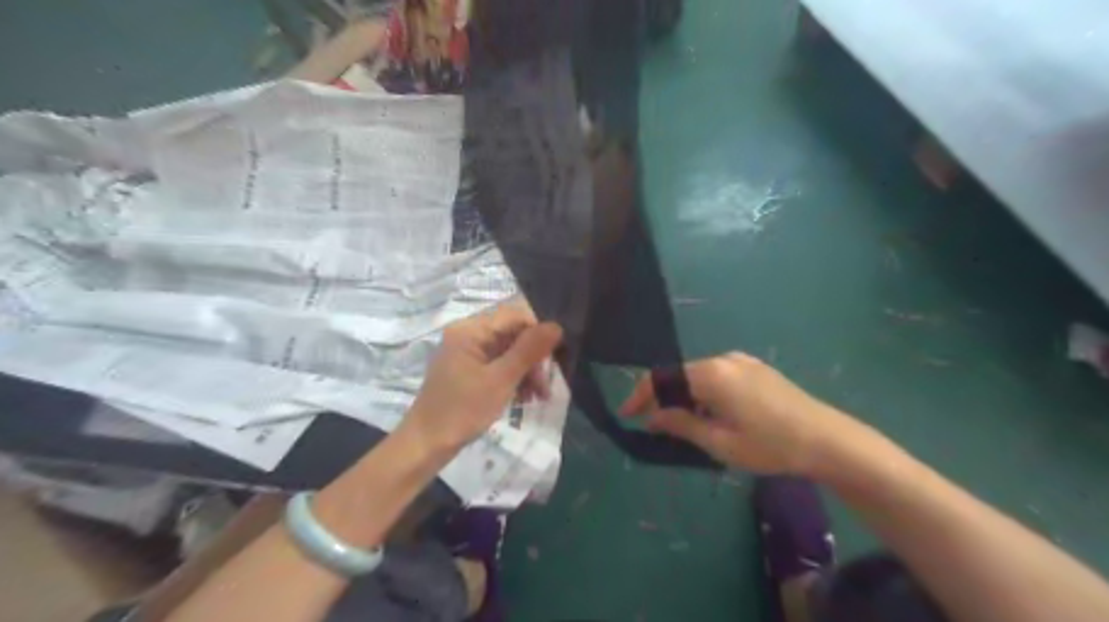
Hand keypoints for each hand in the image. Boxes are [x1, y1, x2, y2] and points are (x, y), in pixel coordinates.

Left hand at [400, 298, 562, 452]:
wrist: (426, 446)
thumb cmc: (462, 410)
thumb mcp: (501, 380)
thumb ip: (529, 350)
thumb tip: (556, 325)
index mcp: (471, 329)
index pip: (515, 315)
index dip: (539, 333)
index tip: (555, 358)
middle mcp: (468, 334)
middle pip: (513, 334)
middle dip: (534, 358)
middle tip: (546, 386)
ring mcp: (468, 353)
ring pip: (509, 351)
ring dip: (527, 371)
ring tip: (538, 397)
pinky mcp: (469, 370)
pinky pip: (499, 365)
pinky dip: (514, 378)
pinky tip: (524, 398)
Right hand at [619, 352, 859, 473]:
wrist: (829, 440)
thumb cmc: (771, 445)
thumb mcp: (720, 443)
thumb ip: (681, 425)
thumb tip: (652, 417)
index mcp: (712, 373)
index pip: (663, 377)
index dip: (641, 395)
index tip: (627, 414)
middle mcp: (723, 359)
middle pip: (680, 374)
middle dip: (663, 398)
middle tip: (654, 425)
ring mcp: (742, 361)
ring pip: (699, 376)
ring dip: (685, 397)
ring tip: (683, 425)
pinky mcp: (756, 368)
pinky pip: (718, 377)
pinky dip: (705, 394)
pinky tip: (711, 415)